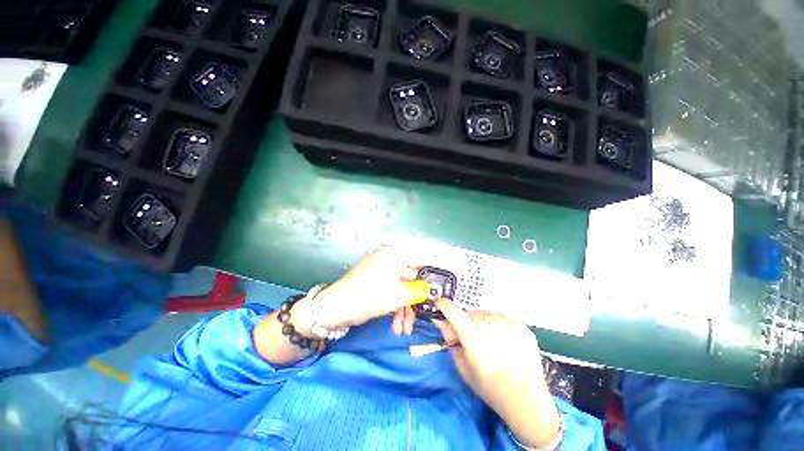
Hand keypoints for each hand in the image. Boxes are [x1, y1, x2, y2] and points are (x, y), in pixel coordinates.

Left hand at [310, 248, 419, 328]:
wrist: (335, 307)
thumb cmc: (370, 296)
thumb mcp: (398, 295)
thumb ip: (418, 291)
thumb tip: (430, 289)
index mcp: (394, 256)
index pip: (419, 264)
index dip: (428, 279)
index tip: (434, 295)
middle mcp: (388, 260)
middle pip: (409, 281)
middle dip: (413, 303)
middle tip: (416, 320)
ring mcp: (380, 272)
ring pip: (400, 289)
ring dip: (403, 309)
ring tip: (403, 330)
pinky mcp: (374, 284)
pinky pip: (390, 292)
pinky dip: (394, 308)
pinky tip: (395, 326)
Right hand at [432, 299, 560, 447]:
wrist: (528, 403)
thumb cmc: (491, 390)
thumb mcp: (464, 370)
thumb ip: (451, 342)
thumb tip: (440, 320)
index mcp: (478, 349)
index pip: (458, 318)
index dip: (445, 307)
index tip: (438, 302)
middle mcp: (495, 335)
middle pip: (471, 314)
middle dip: (464, 320)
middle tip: (469, 336)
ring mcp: (512, 329)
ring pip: (484, 313)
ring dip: (479, 321)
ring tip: (487, 339)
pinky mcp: (523, 328)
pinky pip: (500, 316)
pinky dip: (495, 323)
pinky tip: (501, 340)